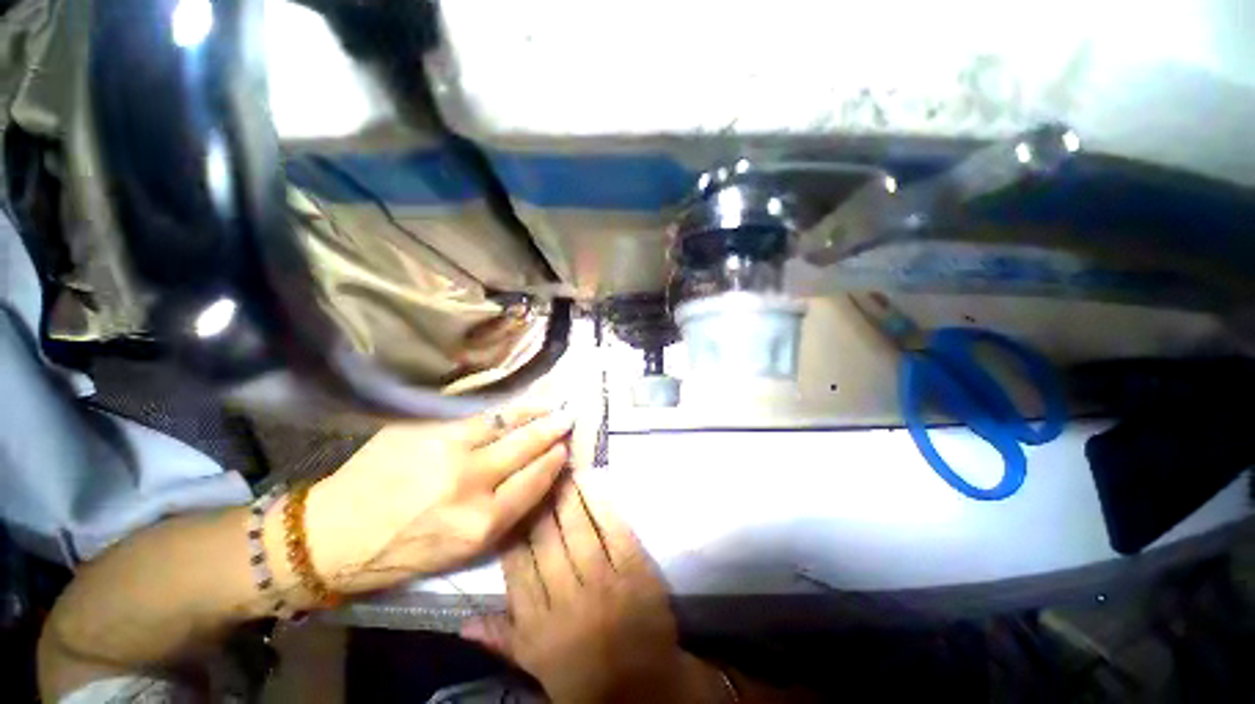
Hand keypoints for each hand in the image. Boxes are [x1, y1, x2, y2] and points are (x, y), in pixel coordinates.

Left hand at [288, 405, 574, 594]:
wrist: (335, 533)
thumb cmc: (406, 550)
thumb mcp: (465, 550)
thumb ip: (507, 513)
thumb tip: (541, 475)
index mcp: (480, 522)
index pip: (535, 480)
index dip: (554, 460)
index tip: (565, 447)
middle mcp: (469, 482)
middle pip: (525, 446)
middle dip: (552, 429)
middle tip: (568, 416)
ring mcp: (445, 449)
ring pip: (504, 421)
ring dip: (533, 409)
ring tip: (551, 401)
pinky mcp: (424, 428)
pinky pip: (475, 413)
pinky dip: (502, 407)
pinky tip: (516, 402)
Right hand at [463, 475, 727, 703]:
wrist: (644, 689)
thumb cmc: (585, 678)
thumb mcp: (536, 667)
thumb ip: (502, 639)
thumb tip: (461, 622)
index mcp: (537, 626)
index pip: (518, 567)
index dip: (514, 530)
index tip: (512, 501)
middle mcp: (566, 600)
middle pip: (546, 542)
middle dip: (539, 503)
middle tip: (536, 470)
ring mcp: (604, 584)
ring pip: (577, 531)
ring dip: (567, 496)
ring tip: (560, 467)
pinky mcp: (635, 572)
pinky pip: (614, 532)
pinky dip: (601, 505)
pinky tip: (591, 482)